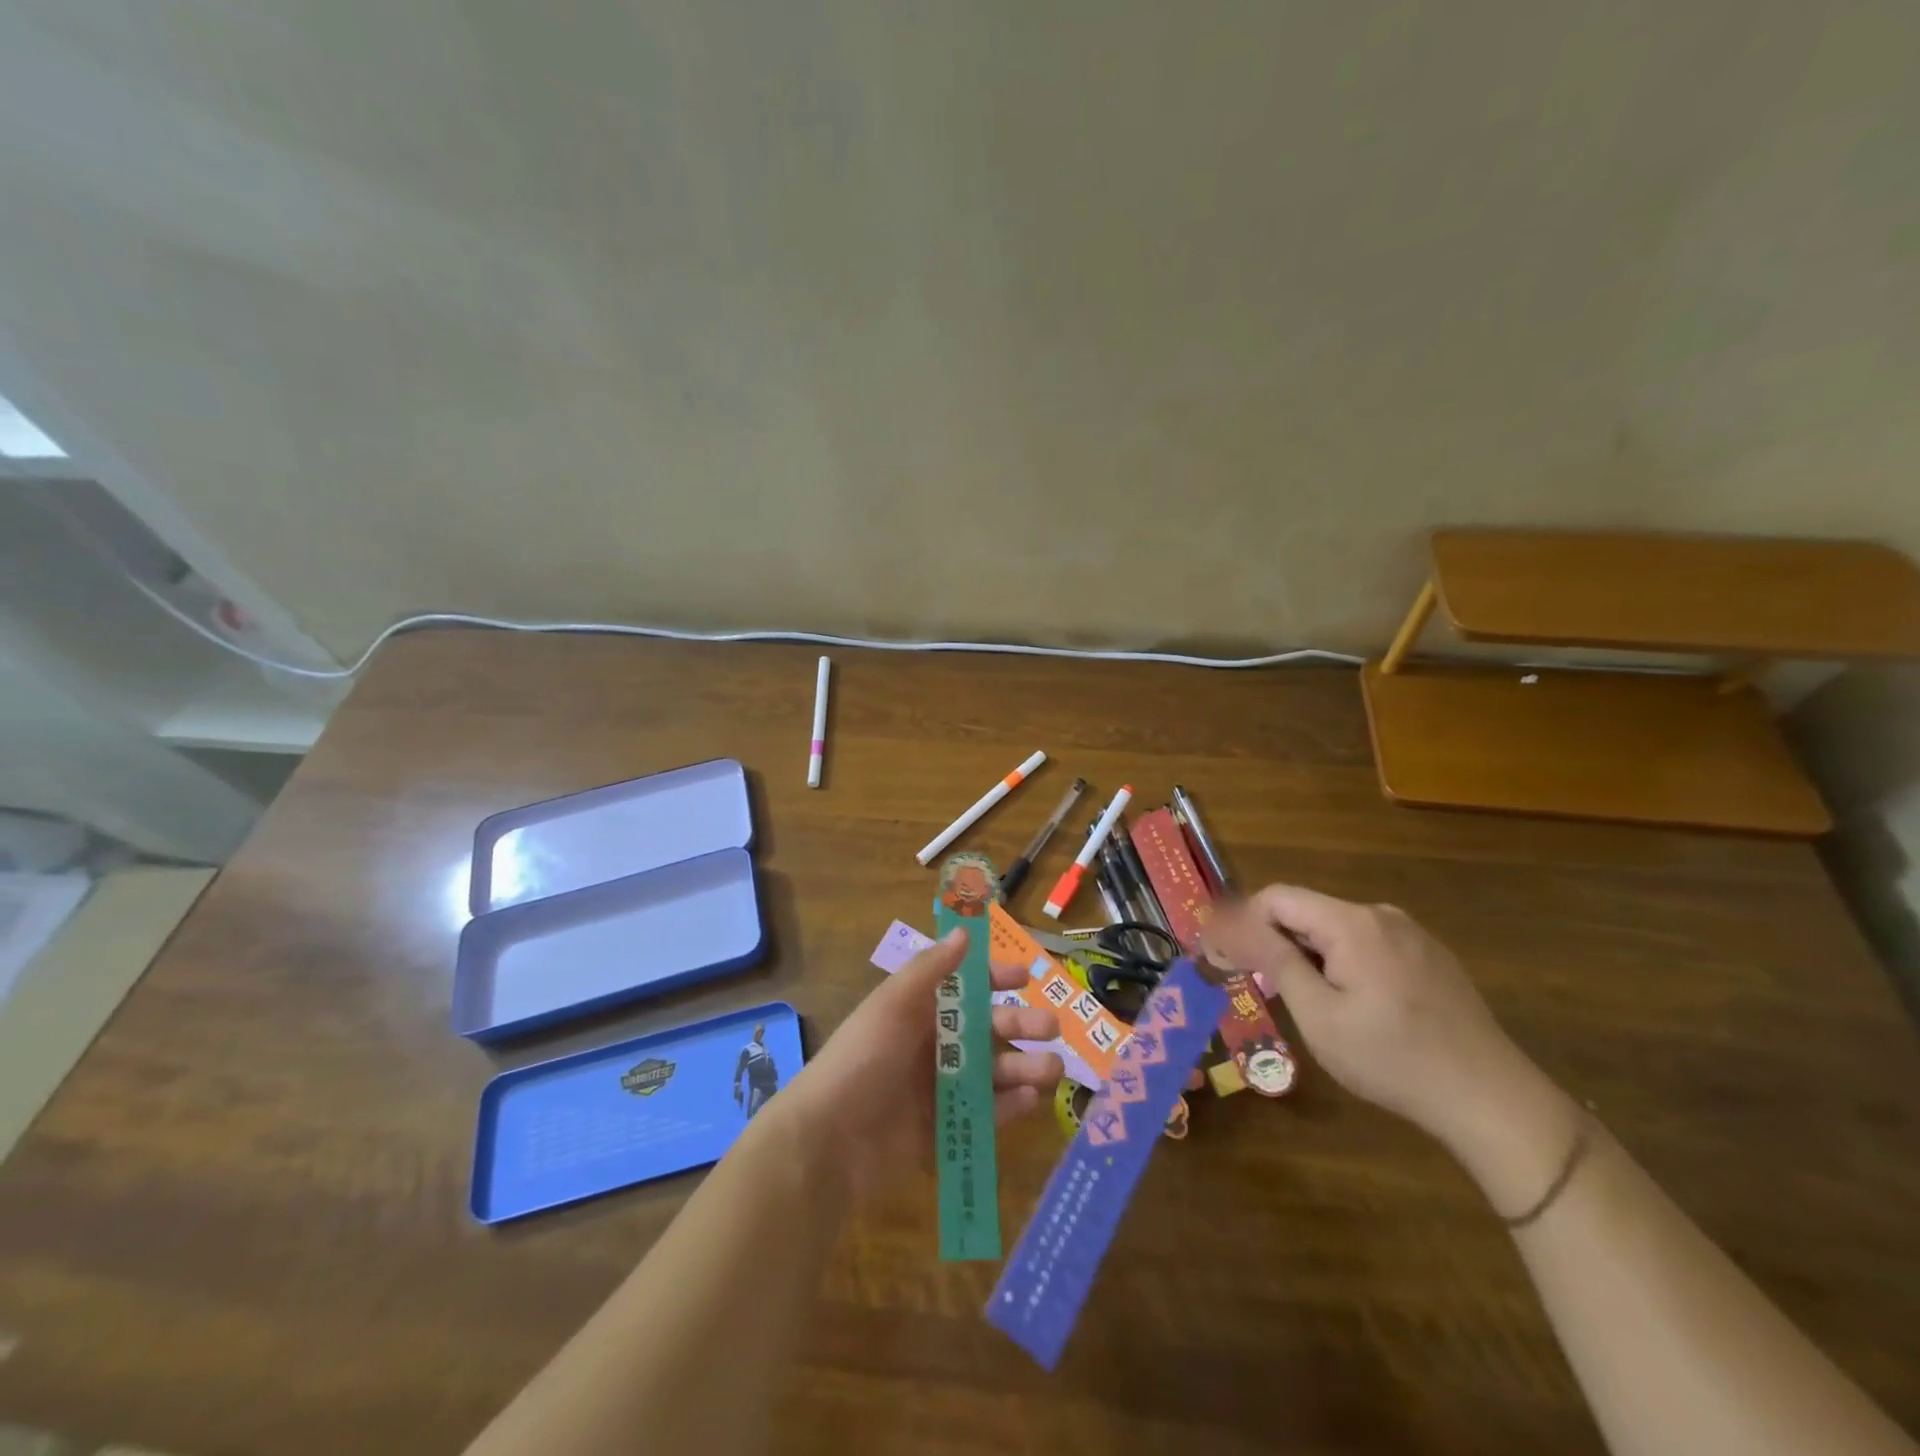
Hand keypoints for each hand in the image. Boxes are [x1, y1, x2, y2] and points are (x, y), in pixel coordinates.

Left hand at [776, 928, 1063, 1198]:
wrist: (830, 1139)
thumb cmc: (863, 1058)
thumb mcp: (893, 1004)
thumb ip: (931, 968)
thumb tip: (965, 930)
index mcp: (918, 1012)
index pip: (964, 988)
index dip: (994, 980)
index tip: (1025, 978)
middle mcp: (932, 1046)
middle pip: (986, 1031)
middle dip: (1020, 1025)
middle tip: (1051, 1028)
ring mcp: (939, 1090)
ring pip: (992, 1073)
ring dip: (1023, 1067)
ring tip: (1052, 1070)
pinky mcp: (943, 1130)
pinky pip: (984, 1114)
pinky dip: (1008, 1106)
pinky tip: (1031, 1099)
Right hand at [1203, 886, 1546, 1155]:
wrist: (1492, 1101)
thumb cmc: (1392, 1060)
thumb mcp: (1319, 1015)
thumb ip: (1273, 960)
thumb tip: (1228, 924)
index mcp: (1352, 924)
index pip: (1276, 898)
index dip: (1242, 921)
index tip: (1222, 956)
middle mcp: (1381, 915)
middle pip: (1307, 911)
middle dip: (1274, 941)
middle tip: (1256, 985)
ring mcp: (1411, 935)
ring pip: (1336, 930)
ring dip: (1307, 954)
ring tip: (1302, 1002)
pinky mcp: (1430, 957)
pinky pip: (1367, 945)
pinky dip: (1341, 963)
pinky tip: (1350, 1006)